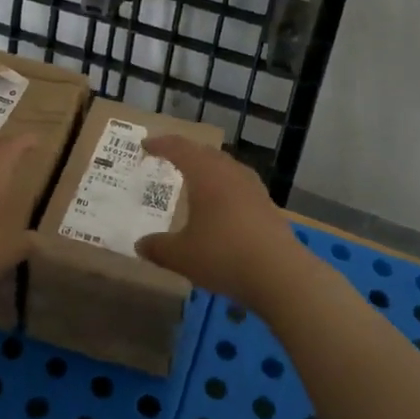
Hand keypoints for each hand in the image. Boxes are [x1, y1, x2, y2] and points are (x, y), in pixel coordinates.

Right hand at [135, 137, 309, 311]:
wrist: (280, 274)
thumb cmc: (223, 255)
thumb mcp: (182, 256)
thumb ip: (158, 248)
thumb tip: (140, 245)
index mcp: (205, 173)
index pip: (179, 148)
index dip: (160, 144)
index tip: (146, 146)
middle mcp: (229, 171)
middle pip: (204, 152)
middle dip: (185, 153)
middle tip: (169, 158)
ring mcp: (252, 186)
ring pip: (225, 166)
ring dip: (207, 168)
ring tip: (196, 179)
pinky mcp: (267, 204)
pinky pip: (239, 184)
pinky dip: (224, 186)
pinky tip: (222, 204)